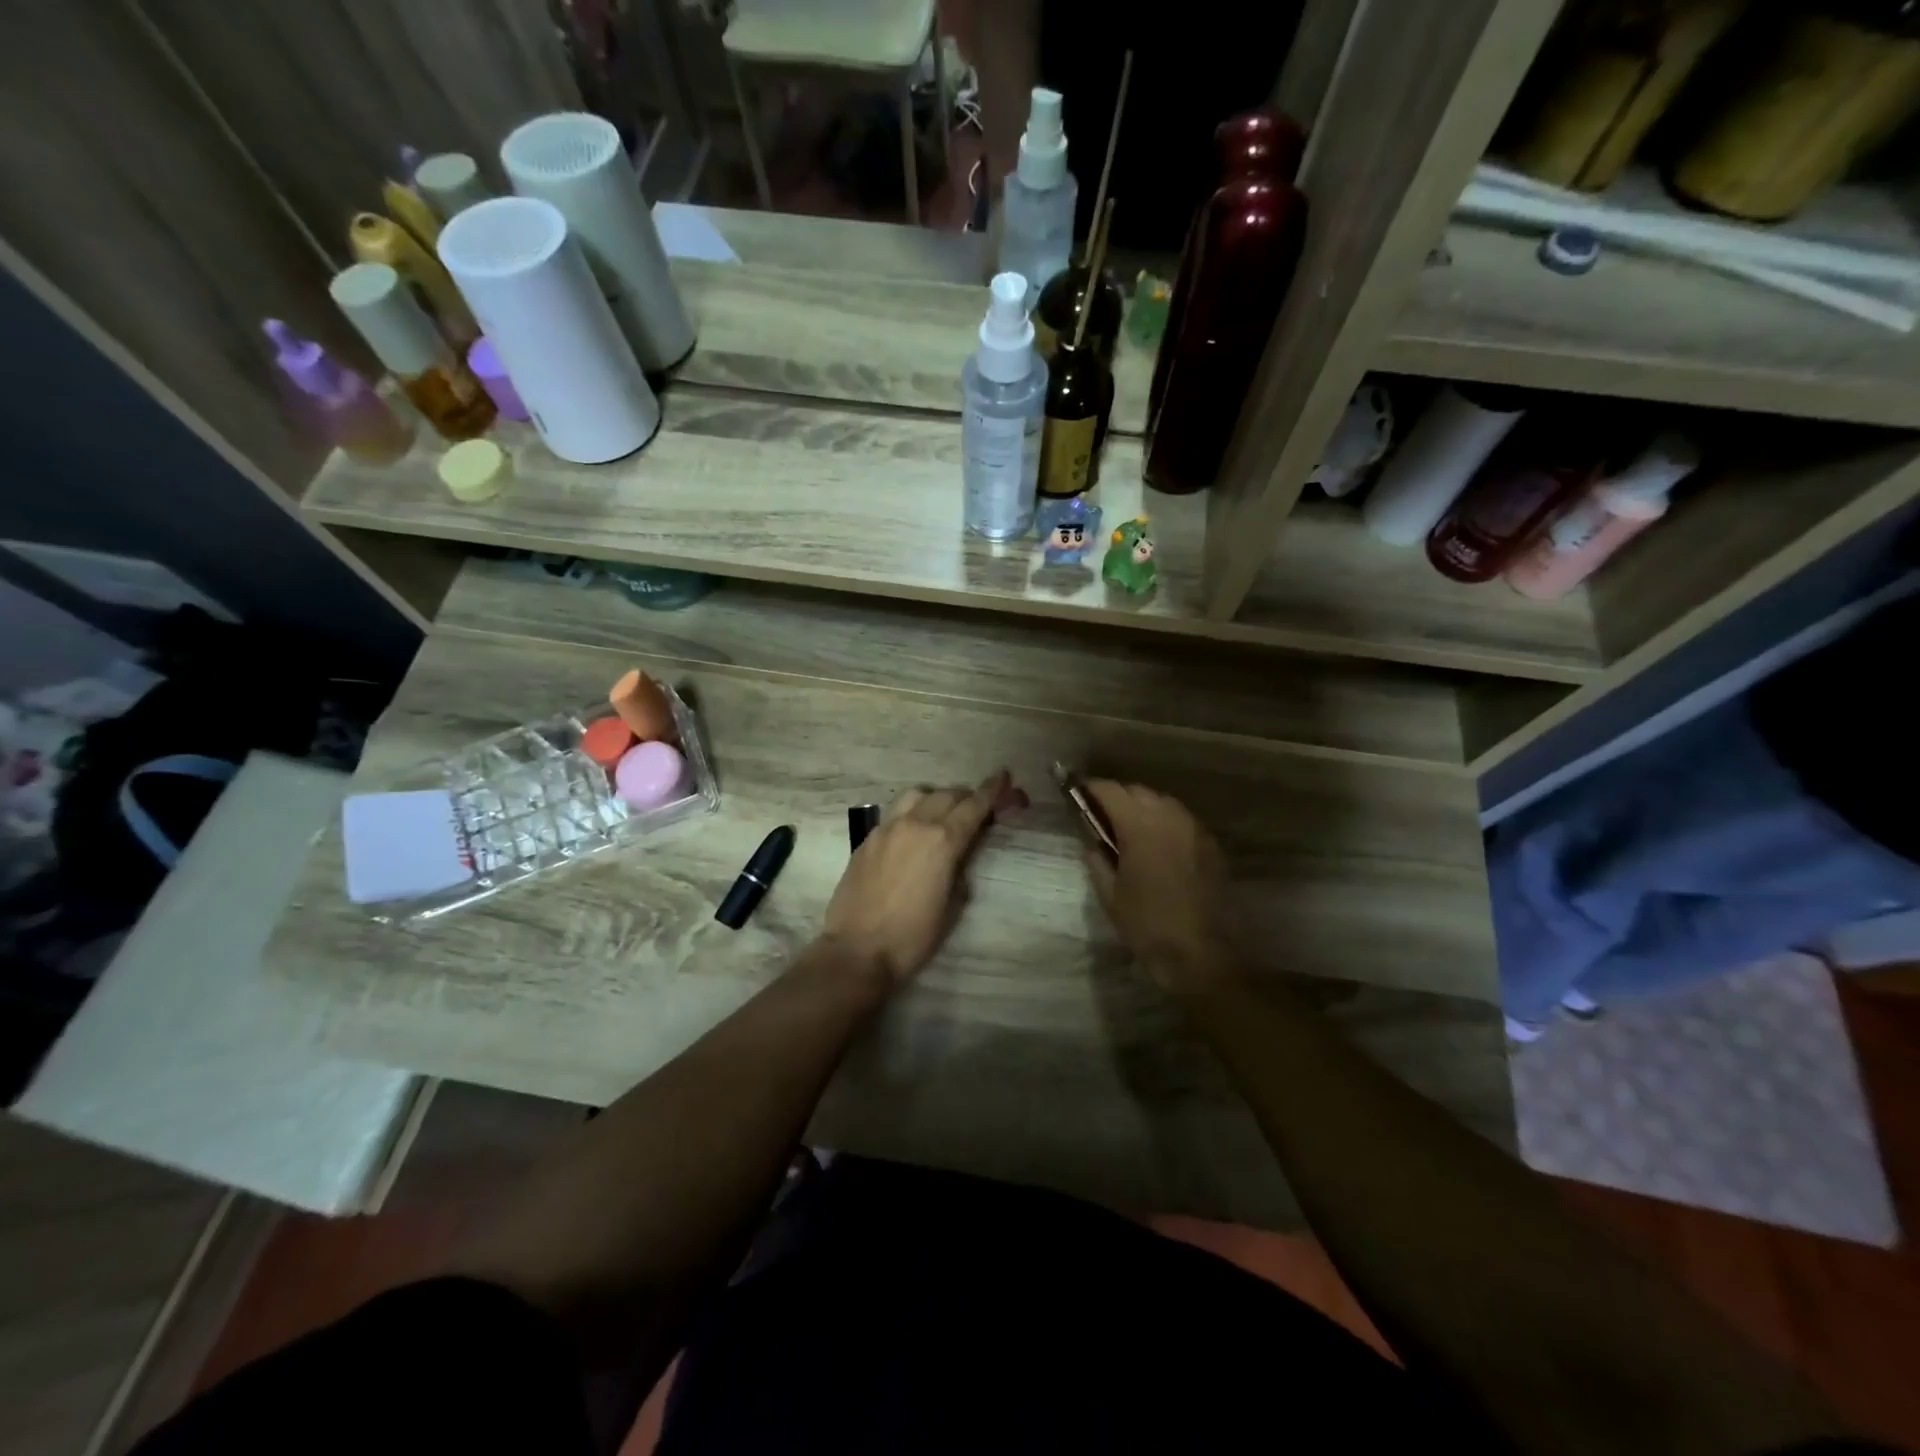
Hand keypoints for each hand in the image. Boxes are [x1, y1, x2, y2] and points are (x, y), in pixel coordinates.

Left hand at [818, 770, 1026, 984]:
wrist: (858, 950)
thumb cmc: (914, 936)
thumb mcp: (953, 904)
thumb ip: (961, 867)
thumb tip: (961, 852)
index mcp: (942, 840)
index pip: (974, 805)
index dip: (992, 790)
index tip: (1003, 776)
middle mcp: (915, 824)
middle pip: (947, 795)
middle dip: (967, 797)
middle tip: (979, 807)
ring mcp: (886, 828)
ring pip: (917, 795)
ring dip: (936, 798)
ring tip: (943, 814)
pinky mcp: (867, 839)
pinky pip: (895, 813)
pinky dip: (912, 813)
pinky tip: (913, 832)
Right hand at [1083, 780, 1233, 994]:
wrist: (1199, 952)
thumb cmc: (1146, 924)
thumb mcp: (1109, 892)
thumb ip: (1096, 857)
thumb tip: (1091, 838)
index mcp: (1140, 825)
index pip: (1110, 790)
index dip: (1090, 788)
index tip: (1077, 793)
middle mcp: (1169, 817)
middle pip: (1137, 791)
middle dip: (1117, 797)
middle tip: (1101, 816)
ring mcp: (1194, 828)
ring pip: (1162, 802)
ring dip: (1142, 807)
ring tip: (1129, 829)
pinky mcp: (1210, 843)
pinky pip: (1181, 820)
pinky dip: (1164, 823)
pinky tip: (1157, 845)